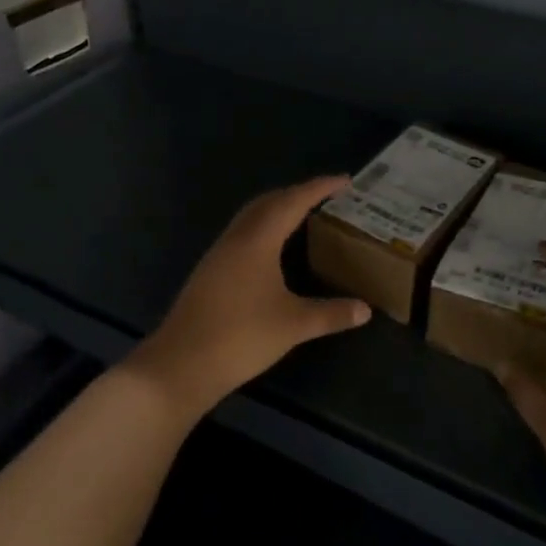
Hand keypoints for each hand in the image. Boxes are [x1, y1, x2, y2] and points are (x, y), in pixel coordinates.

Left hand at [126, 176, 370, 419]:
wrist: (180, 365)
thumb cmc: (241, 337)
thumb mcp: (293, 325)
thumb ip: (331, 314)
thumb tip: (365, 310)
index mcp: (258, 239)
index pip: (294, 201)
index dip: (320, 187)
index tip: (345, 180)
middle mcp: (237, 237)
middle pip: (269, 201)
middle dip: (298, 193)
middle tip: (326, 196)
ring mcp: (219, 253)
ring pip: (252, 216)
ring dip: (278, 208)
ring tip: (304, 216)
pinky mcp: (210, 271)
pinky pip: (243, 233)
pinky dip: (264, 227)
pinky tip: (273, 249)